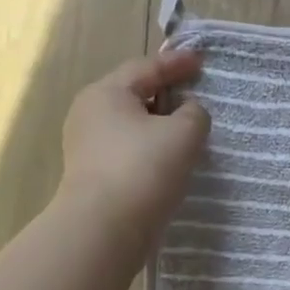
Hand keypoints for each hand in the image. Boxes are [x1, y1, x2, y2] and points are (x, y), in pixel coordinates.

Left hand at [58, 49, 210, 232]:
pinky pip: (129, 149)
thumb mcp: (184, 133)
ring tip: (188, 130)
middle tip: (195, 93)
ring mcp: (87, 146)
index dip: (176, 63)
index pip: (146, 68)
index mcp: (107, 93)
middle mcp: (90, 114)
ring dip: (160, 124)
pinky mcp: (93, 174)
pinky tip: (171, 160)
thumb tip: (188, 113)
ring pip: (132, 125)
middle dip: (166, 93)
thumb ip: (195, 114)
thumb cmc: (145, 168)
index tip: (201, 61)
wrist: (105, 228)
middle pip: (135, 94)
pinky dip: (151, 147)